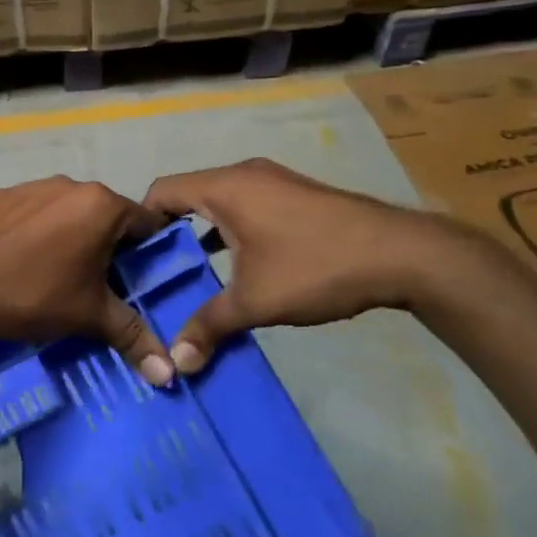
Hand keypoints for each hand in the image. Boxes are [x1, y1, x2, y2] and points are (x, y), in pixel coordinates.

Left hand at [0, 176, 173, 384]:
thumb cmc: (35, 296)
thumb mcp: (90, 316)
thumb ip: (133, 337)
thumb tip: (170, 375)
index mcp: (100, 204)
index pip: (143, 223)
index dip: (146, 253)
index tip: (138, 279)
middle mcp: (68, 184)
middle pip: (103, 215)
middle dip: (106, 246)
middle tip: (98, 284)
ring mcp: (30, 186)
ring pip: (65, 211)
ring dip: (70, 235)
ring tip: (56, 274)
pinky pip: (30, 212)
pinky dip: (34, 231)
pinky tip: (21, 261)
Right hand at [144, 158, 488, 374]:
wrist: (401, 254)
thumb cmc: (315, 267)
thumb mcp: (256, 301)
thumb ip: (210, 326)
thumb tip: (175, 363)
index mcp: (224, 187)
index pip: (161, 191)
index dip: (141, 223)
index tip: (135, 260)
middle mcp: (243, 174)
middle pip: (188, 194)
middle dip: (171, 232)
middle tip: (161, 273)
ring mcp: (273, 181)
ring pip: (219, 201)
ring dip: (203, 233)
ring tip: (194, 274)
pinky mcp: (295, 194)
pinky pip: (246, 204)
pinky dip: (231, 229)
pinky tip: (238, 266)